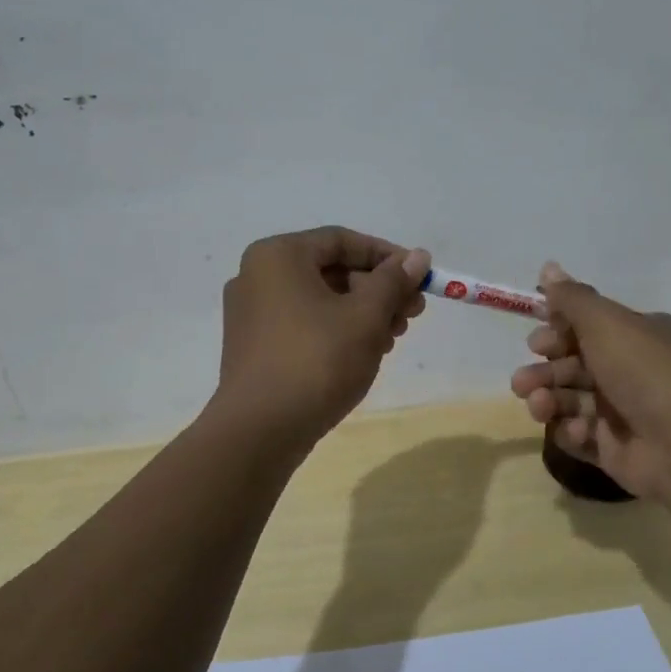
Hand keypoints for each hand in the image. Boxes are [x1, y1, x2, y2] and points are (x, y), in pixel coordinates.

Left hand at [215, 227, 430, 453]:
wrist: (260, 430)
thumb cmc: (317, 361)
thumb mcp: (365, 317)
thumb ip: (393, 282)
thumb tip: (417, 257)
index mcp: (278, 256)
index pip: (342, 241)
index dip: (387, 256)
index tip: (419, 277)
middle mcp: (257, 276)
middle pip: (331, 270)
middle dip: (377, 290)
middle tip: (413, 313)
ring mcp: (251, 313)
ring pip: (319, 299)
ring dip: (361, 313)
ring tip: (393, 338)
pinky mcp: (253, 346)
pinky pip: (303, 323)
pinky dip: (336, 330)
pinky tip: (364, 353)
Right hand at [509, 261, 670, 502]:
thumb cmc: (645, 371)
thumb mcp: (606, 322)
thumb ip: (572, 298)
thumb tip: (548, 266)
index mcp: (637, 335)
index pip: (588, 327)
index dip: (557, 332)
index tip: (535, 340)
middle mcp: (631, 371)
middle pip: (573, 365)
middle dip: (544, 371)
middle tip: (524, 381)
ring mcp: (622, 412)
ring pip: (570, 400)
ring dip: (548, 400)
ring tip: (538, 405)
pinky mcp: (614, 449)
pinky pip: (580, 435)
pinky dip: (571, 431)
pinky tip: (579, 431)